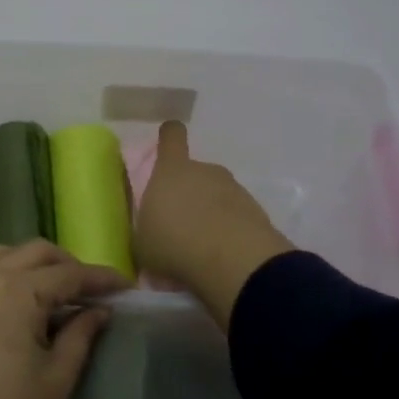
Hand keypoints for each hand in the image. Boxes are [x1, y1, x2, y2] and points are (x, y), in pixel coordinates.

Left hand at [0, 229, 127, 398]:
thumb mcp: (56, 381)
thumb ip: (80, 336)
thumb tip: (99, 310)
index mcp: (21, 293)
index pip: (69, 275)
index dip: (100, 279)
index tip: (124, 287)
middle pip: (34, 254)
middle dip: (66, 265)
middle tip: (88, 291)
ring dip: (26, 260)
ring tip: (47, 280)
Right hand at [135, 120, 293, 328]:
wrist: (233, 261)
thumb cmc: (175, 243)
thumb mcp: (142, 241)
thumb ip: (145, 227)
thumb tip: (150, 228)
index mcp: (172, 170)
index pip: (172, 137)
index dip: (169, 136)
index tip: (168, 142)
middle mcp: (204, 171)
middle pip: (195, 172)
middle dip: (189, 193)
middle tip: (180, 224)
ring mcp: (233, 189)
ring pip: (216, 195)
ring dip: (210, 213)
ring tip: (201, 245)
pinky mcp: (255, 211)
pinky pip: (235, 216)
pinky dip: (229, 230)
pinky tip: (222, 255)